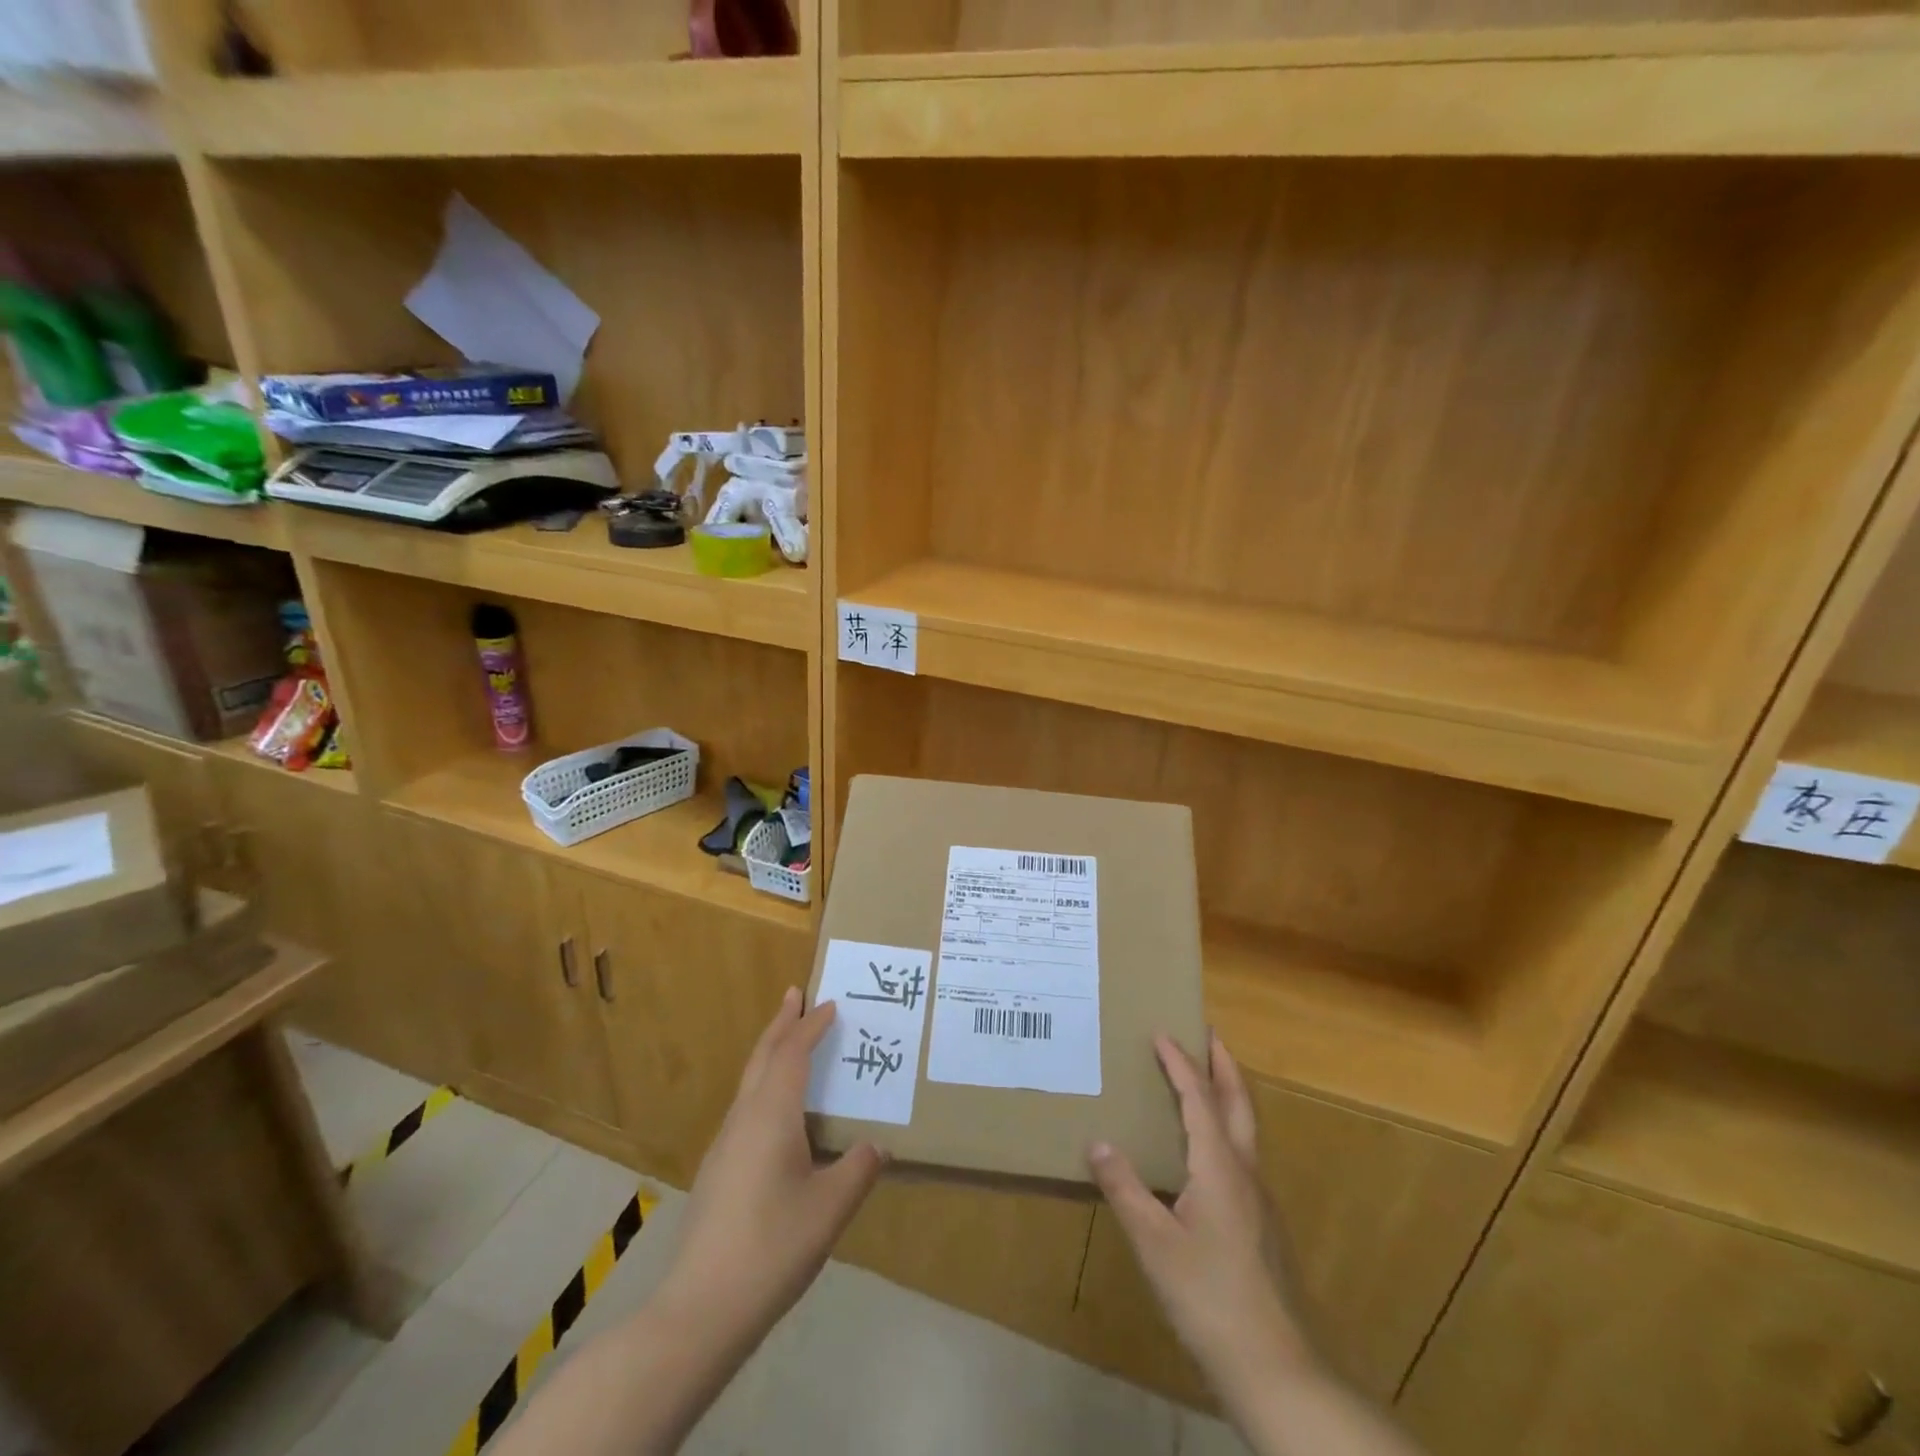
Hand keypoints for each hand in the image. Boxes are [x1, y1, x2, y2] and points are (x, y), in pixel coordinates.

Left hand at [657, 988, 884, 1346]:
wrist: (701, 1308)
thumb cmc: (772, 1247)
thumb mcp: (830, 1208)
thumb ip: (858, 1170)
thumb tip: (877, 1147)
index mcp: (771, 1115)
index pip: (793, 1054)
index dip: (812, 1026)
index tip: (831, 1004)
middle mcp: (744, 1118)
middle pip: (762, 1056)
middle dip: (781, 1023)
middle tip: (796, 994)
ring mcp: (725, 1144)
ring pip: (750, 1081)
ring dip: (770, 1052)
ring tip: (789, 1040)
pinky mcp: (718, 1170)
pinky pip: (746, 1106)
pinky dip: (765, 1085)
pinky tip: (777, 1111)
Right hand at [1089, 1033, 1309, 1397]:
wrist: (1277, 1370)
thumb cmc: (1209, 1298)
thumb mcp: (1154, 1243)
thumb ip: (1125, 1188)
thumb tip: (1097, 1142)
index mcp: (1219, 1167)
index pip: (1198, 1098)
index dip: (1179, 1063)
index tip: (1161, 1031)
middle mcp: (1245, 1173)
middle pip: (1238, 1102)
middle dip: (1222, 1064)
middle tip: (1206, 1033)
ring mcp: (1259, 1201)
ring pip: (1245, 1129)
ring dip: (1227, 1094)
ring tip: (1204, 1080)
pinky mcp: (1262, 1226)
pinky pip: (1242, 1156)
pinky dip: (1225, 1129)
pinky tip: (1205, 1153)